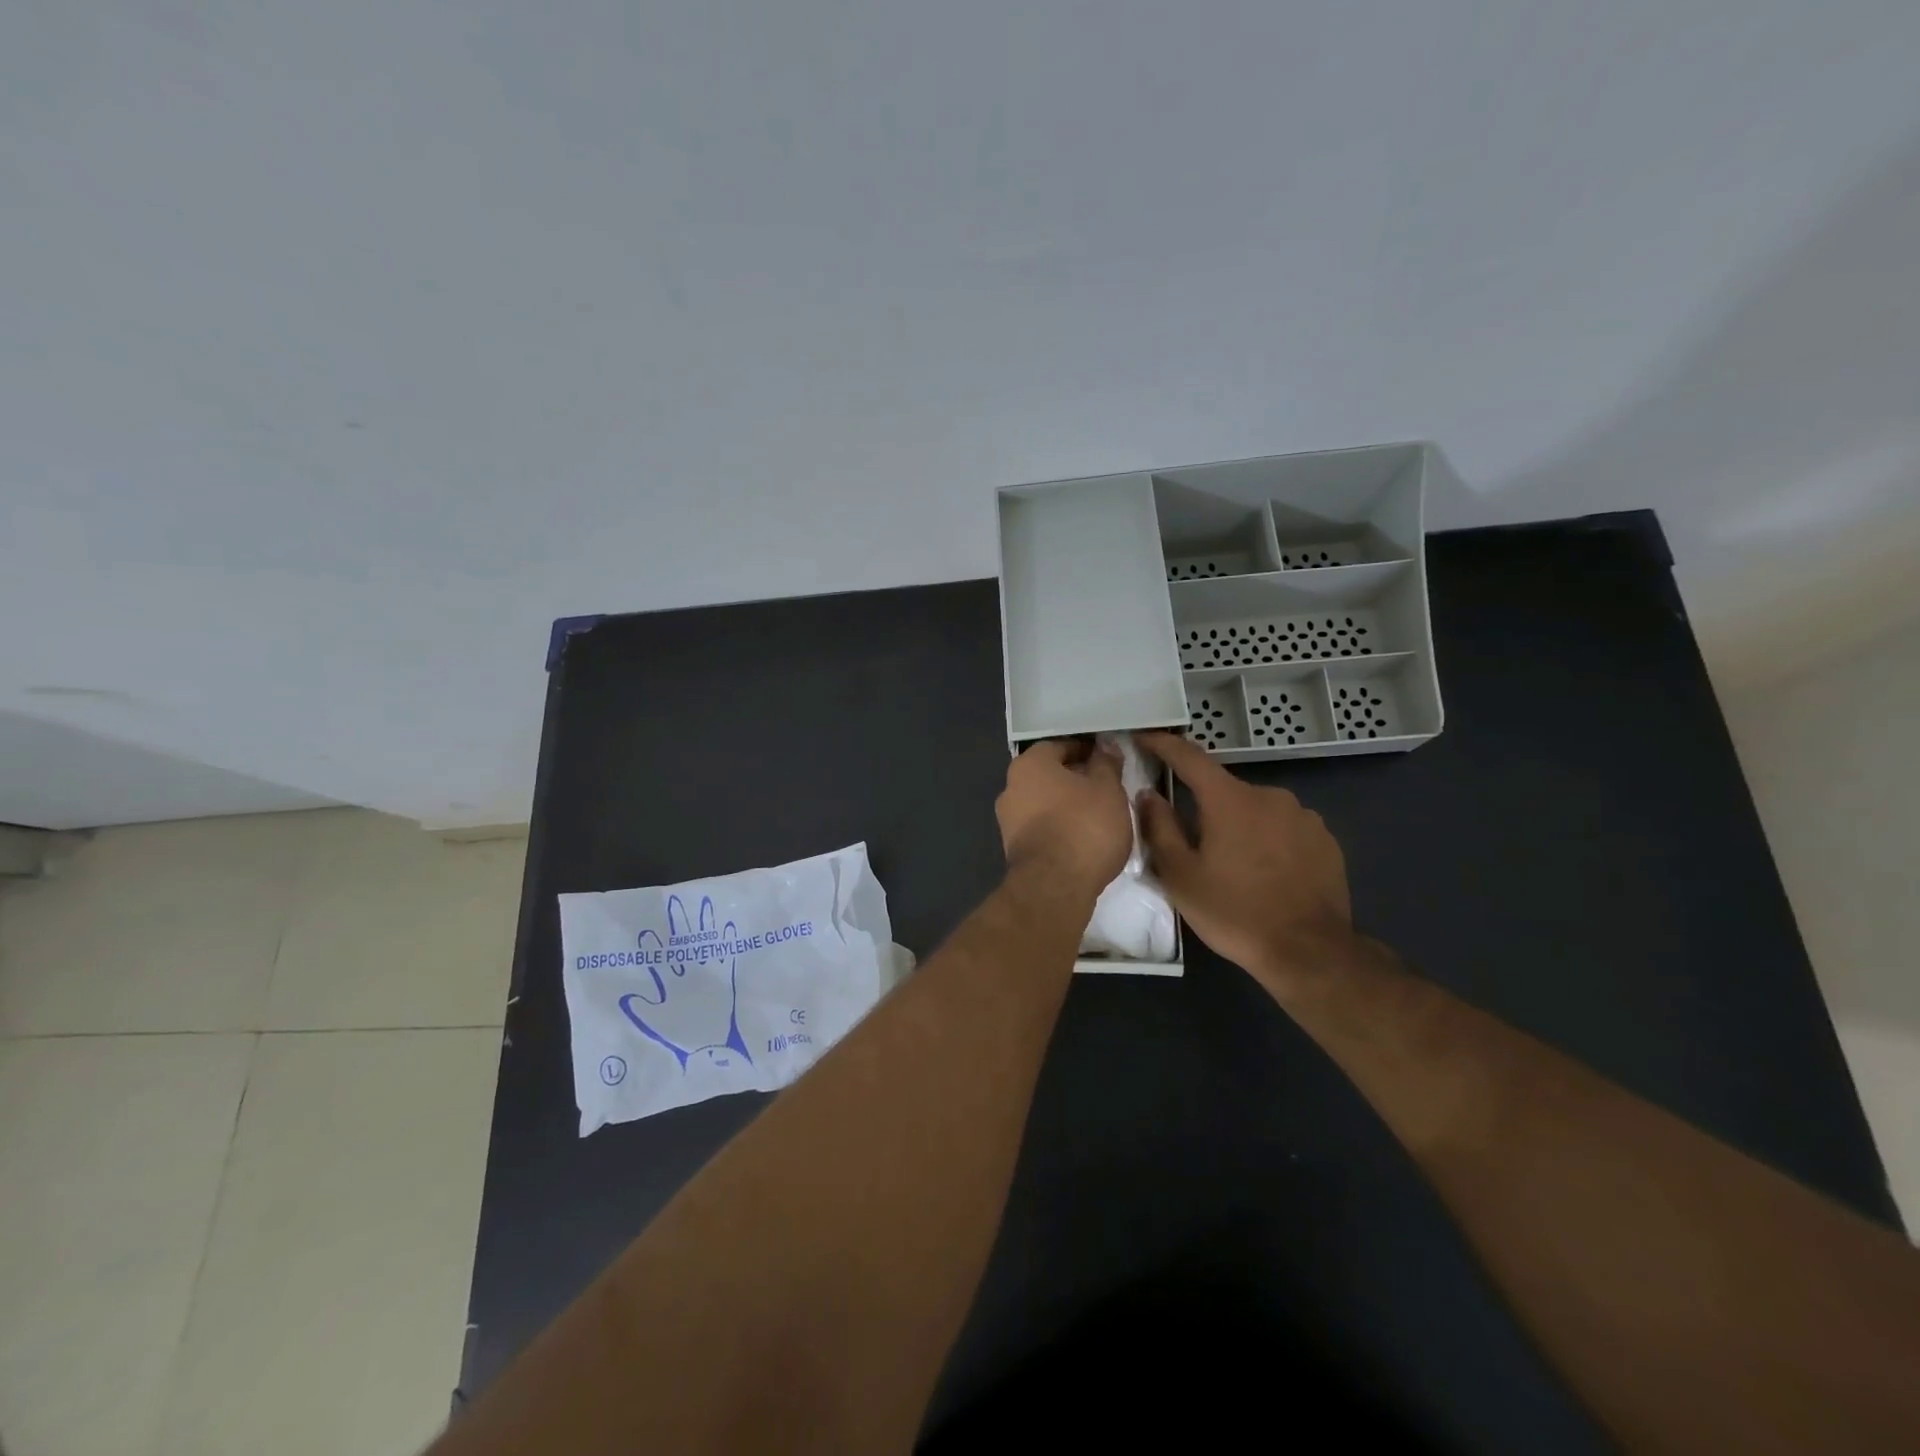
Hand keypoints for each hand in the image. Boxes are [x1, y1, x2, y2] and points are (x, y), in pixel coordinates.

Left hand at [996, 739, 1131, 894]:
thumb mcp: (1108, 789)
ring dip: (1068, 805)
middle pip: (1049, 775)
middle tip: (1107, 789)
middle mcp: (1011, 787)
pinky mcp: (1014, 849)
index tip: (1109, 761)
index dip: (1086, 751)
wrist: (1055, 886)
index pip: (1060, 746)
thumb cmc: (1084, 826)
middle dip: (1076, 779)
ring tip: (1100, 816)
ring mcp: (1008, 820)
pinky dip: (1060, 828)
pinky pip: (1041, 828)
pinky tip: (1083, 839)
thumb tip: (1105, 745)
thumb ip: (1106, 763)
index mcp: (1029, 764)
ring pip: (1044, 803)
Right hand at [1135, 731, 1355, 996]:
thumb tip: (1148, 794)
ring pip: (1256, 810)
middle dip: (1204, 807)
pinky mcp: (1325, 840)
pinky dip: (1268, 840)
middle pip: (1224, 790)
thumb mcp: (1181, 876)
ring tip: (1233, 865)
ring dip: (1239, 825)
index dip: (1163, 744)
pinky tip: (1266, 872)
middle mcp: (1269, 795)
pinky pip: (1285, 828)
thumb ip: (1160, 828)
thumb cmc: (1234, 912)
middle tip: (1192, 843)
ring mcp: (1303, 816)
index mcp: (1229, 799)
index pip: (1189, 757)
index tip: (1144, 737)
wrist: (1309, 951)